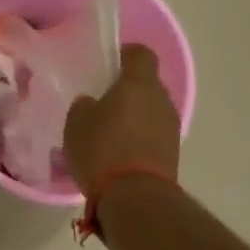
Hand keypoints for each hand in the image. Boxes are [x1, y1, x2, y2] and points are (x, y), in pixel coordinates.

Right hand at [63, 43, 182, 193]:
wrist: (135, 196)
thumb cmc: (102, 149)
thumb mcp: (76, 123)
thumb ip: (84, 106)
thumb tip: (92, 103)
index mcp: (139, 83)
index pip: (140, 53)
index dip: (125, 54)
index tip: (108, 64)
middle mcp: (161, 99)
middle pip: (146, 84)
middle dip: (127, 90)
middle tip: (102, 103)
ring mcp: (171, 127)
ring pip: (151, 110)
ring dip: (134, 116)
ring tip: (109, 132)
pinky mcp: (172, 152)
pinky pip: (153, 134)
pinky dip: (139, 138)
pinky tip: (118, 153)